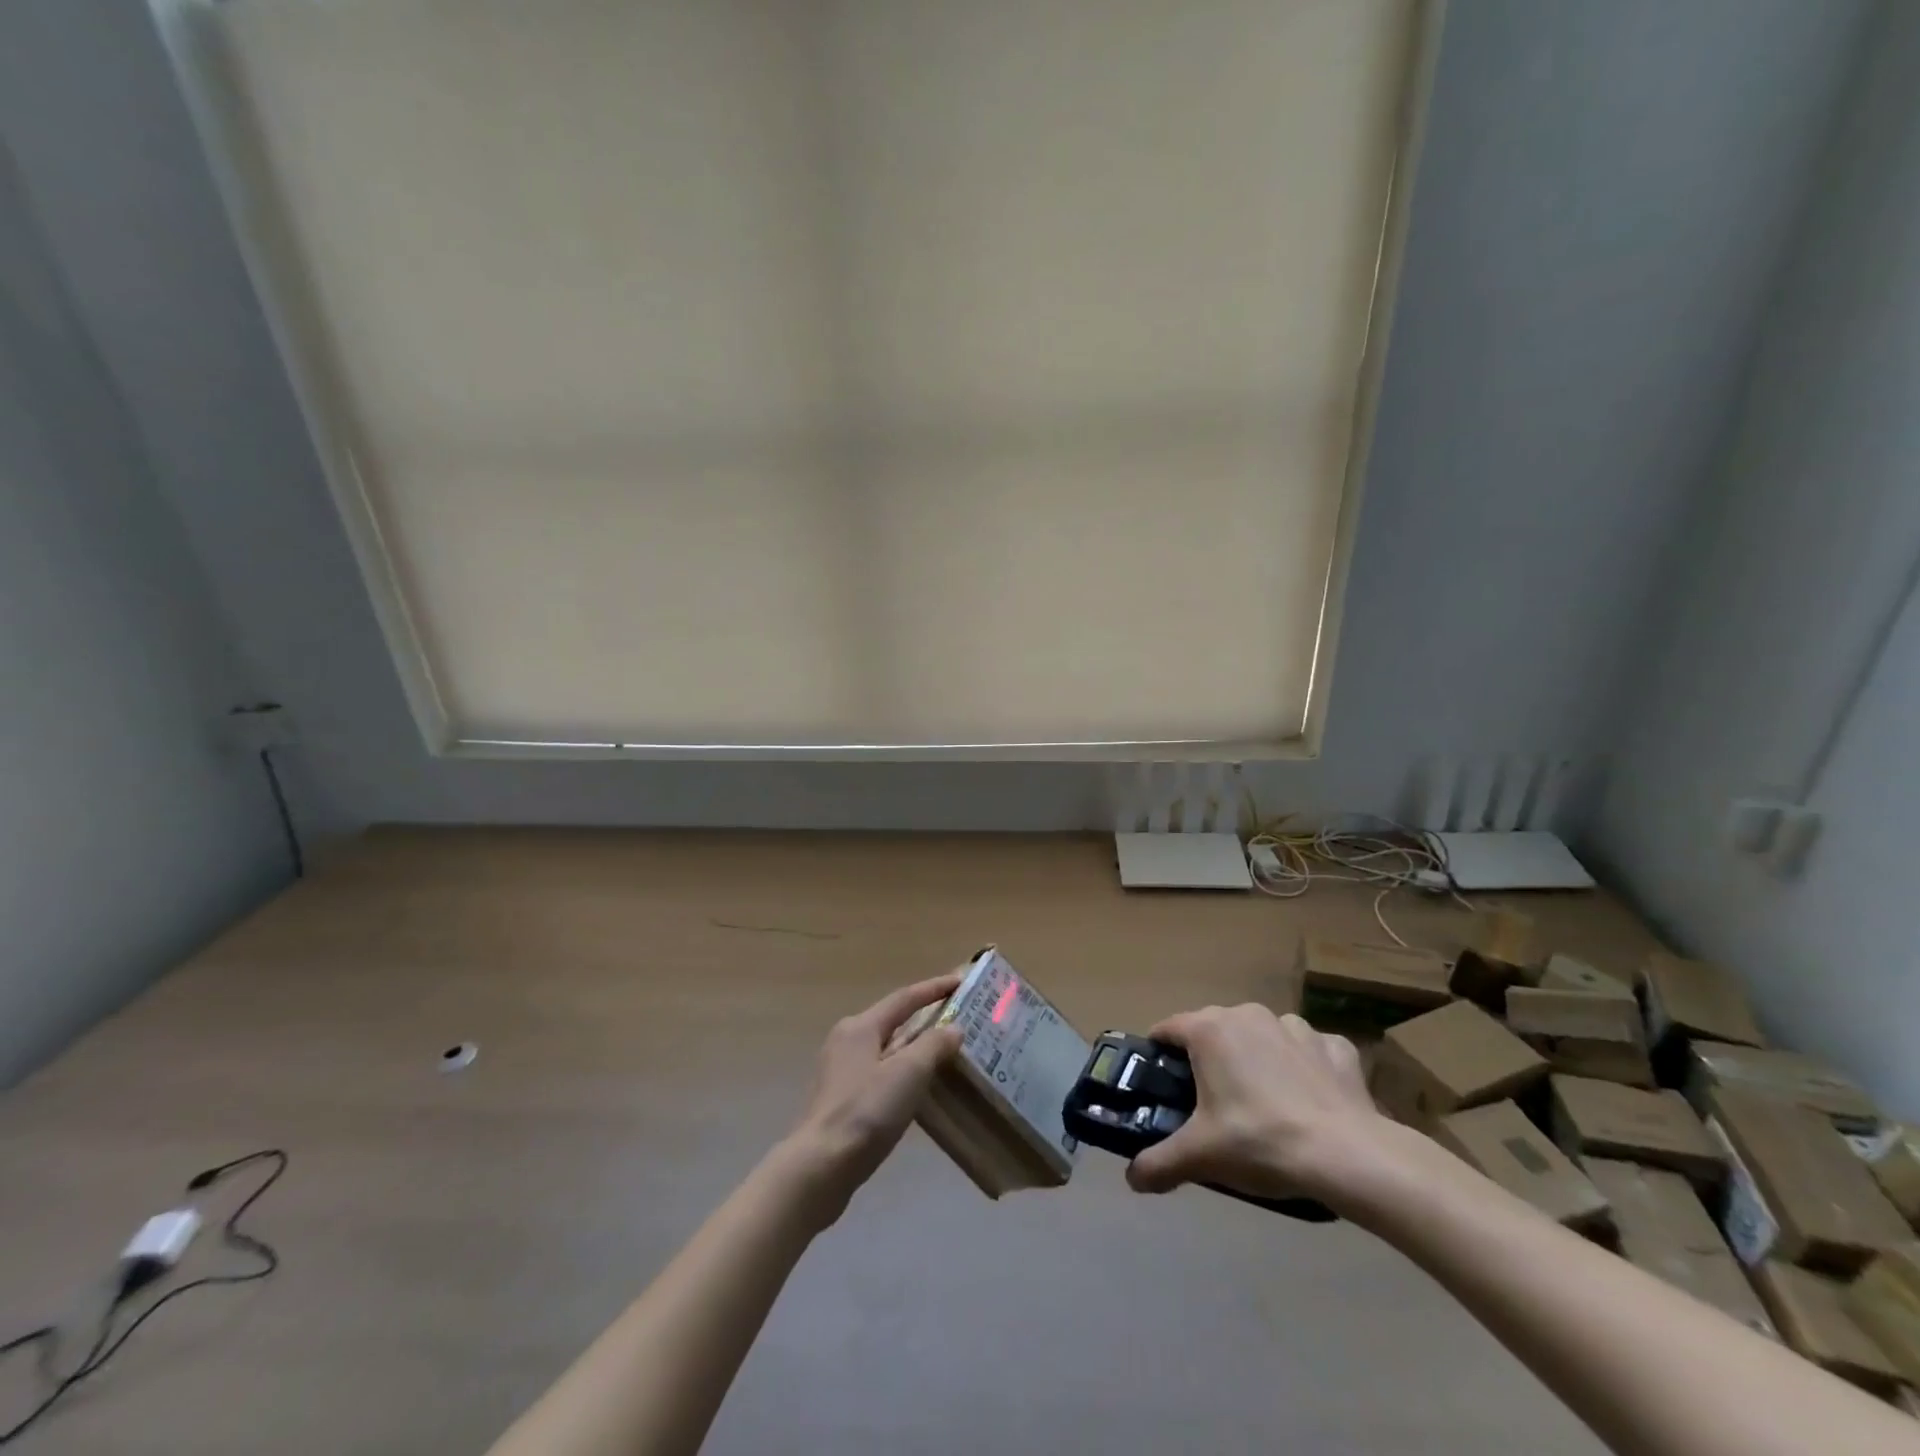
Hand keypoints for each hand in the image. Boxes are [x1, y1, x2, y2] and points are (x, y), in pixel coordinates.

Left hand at [784, 973, 963, 1219]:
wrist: (820, 1167)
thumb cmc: (866, 1111)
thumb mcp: (908, 1073)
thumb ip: (933, 1046)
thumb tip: (954, 1028)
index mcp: (860, 1027)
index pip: (904, 998)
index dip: (934, 988)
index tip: (961, 981)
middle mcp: (846, 1041)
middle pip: (893, 1021)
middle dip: (925, 1019)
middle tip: (958, 1020)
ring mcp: (840, 1071)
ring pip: (886, 1050)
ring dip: (915, 1049)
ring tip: (945, 1054)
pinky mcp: (841, 1099)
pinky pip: (880, 1074)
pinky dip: (903, 1073)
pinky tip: (919, 1089)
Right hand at [1126, 1005, 1389, 1207]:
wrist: (1348, 1156)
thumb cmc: (1260, 1142)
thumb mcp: (1200, 1157)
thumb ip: (1158, 1164)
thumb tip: (1131, 1179)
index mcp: (1210, 1030)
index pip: (1167, 1028)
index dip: (1159, 1054)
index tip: (1160, 1082)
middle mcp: (1248, 1014)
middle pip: (1214, 1030)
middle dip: (1209, 1059)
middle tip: (1210, 1103)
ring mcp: (1295, 1026)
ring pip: (1262, 1036)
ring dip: (1258, 1059)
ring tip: (1264, 1104)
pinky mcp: (1335, 1046)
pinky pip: (1308, 1050)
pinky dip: (1304, 1067)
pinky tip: (1309, 1100)